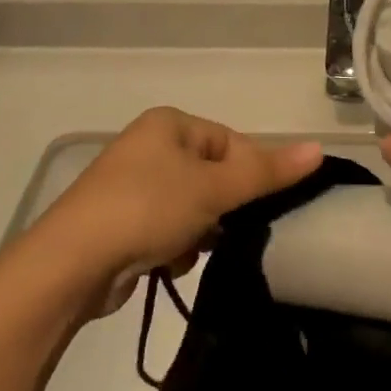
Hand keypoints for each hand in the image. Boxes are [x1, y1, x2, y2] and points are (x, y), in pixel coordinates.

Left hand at [26, 108, 321, 314]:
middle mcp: (149, 147)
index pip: (231, 143)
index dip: (249, 175)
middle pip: (212, 176)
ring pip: (193, 207)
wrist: (71, 265)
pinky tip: (164, 263)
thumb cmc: (147, 208)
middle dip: (220, 208)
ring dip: (198, 231)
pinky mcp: (120, 223)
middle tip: (220, 229)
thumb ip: (268, 171)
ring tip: (188, 249)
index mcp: (168, 124)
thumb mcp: (214, 188)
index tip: (256, 206)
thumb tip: (319, 148)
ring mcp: (131, 186)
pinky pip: (168, 228)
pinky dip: (174, 247)